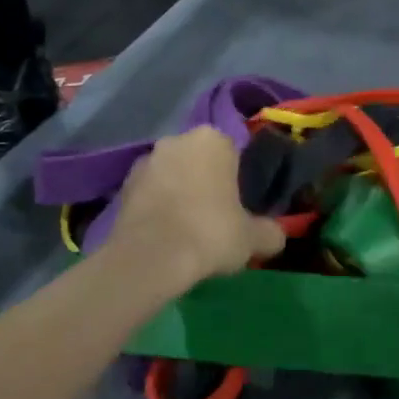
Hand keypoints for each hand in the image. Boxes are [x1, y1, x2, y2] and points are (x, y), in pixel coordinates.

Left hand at [107, 127, 285, 283]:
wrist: (149, 259)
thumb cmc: (210, 233)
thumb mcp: (253, 238)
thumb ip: (271, 232)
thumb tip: (277, 235)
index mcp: (213, 139)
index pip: (233, 151)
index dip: (237, 178)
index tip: (239, 204)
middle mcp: (177, 140)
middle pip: (199, 160)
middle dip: (206, 181)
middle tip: (216, 215)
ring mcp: (145, 161)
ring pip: (172, 175)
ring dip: (179, 192)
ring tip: (188, 228)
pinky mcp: (121, 186)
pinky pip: (150, 193)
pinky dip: (158, 207)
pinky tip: (166, 234)